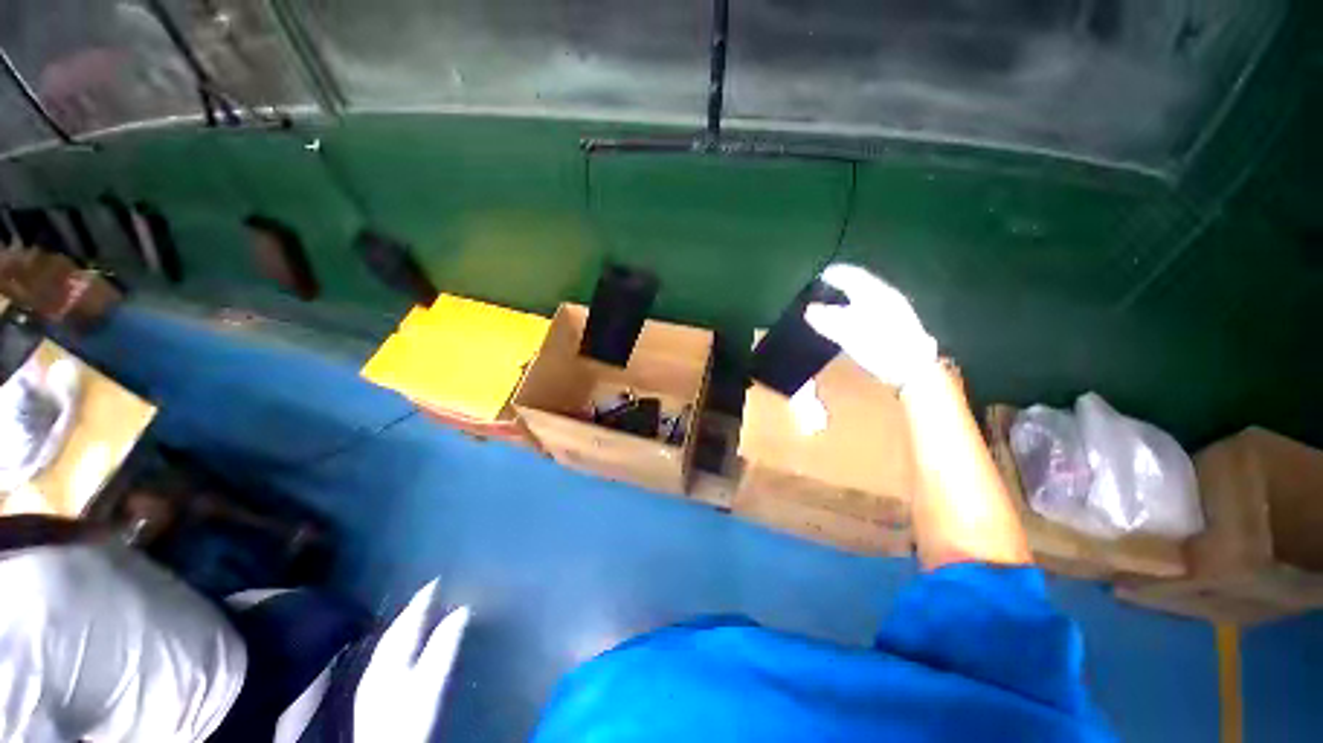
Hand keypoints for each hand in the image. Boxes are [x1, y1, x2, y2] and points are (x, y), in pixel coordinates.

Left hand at [354, 580, 469, 742]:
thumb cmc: (411, 716)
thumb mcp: (433, 680)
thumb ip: (445, 644)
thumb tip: (462, 608)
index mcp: (393, 651)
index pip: (410, 615)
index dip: (426, 594)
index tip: (441, 575)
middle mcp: (380, 659)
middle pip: (398, 626)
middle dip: (415, 607)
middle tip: (435, 590)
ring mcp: (375, 676)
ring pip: (392, 640)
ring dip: (408, 624)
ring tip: (424, 612)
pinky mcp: (375, 692)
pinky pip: (389, 654)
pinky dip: (402, 641)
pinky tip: (409, 646)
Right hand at [804, 264, 937, 389]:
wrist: (913, 367)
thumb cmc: (879, 345)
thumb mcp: (848, 333)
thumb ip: (828, 320)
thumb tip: (810, 309)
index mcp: (875, 294)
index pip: (854, 276)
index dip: (837, 274)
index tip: (823, 273)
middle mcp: (886, 297)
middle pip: (862, 285)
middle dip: (845, 285)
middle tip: (828, 286)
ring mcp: (894, 311)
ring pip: (868, 298)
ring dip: (852, 298)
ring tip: (837, 303)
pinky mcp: (897, 325)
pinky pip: (873, 309)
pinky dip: (860, 309)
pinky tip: (855, 319)